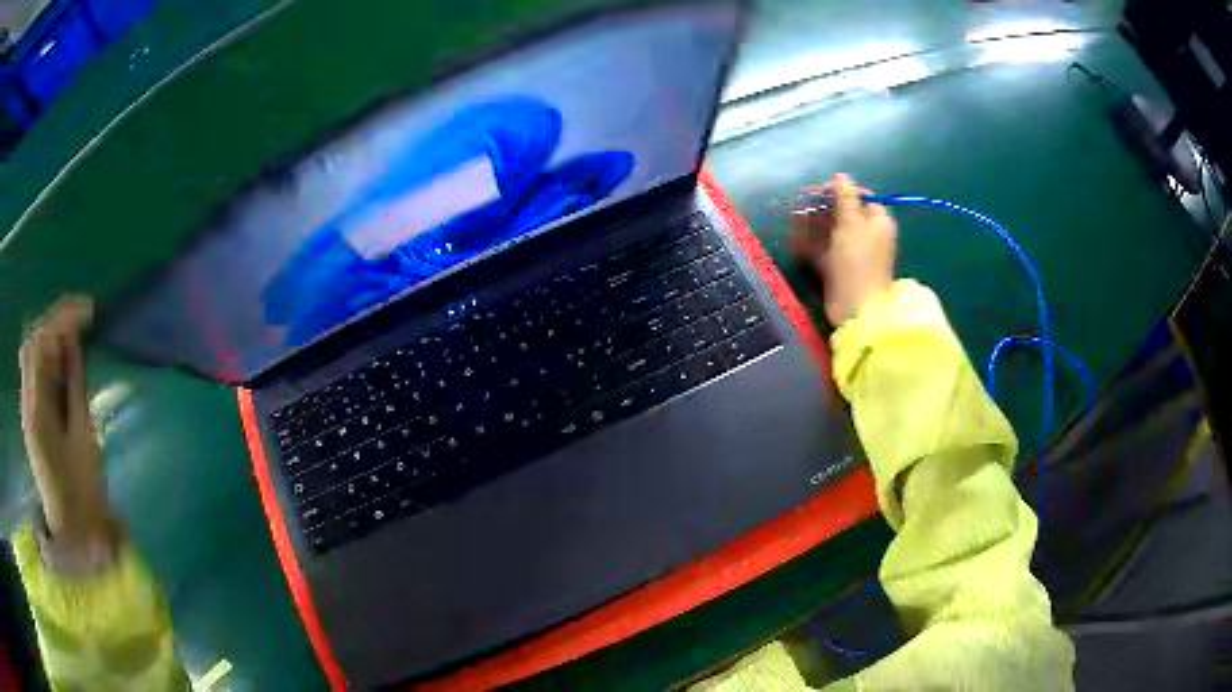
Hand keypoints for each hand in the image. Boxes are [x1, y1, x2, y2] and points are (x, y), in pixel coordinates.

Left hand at [18, 296, 111, 547]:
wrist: (73, 533)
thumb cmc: (83, 492)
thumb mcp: (84, 437)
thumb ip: (75, 384)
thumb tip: (74, 341)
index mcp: (38, 410)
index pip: (42, 343)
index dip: (63, 319)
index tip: (89, 312)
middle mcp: (27, 401)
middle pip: (33, 341)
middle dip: (56, 319)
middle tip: (84, 317)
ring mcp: (26, 407)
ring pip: (31, 351)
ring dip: (51, 334)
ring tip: (75, 333)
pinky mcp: (30, 413)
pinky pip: (33, 369)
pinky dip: (47, 354)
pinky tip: (62, 357)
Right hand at [790, 173, 896, 325]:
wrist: (856, 307)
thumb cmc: (857, 260)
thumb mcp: (851, 222)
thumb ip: (845, 197)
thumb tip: (841, 176)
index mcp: (878, 222)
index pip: (862, 197)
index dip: (842, 191)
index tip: (822, 191)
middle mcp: (867, 235)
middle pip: (844, 213)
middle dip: (822, 207)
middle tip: (802, 204)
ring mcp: (852, 253)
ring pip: (831, 231)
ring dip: (812, 224)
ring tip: (794, 219)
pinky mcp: (839, 269)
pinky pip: (824, 250)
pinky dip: (811, 244)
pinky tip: (796, 239)